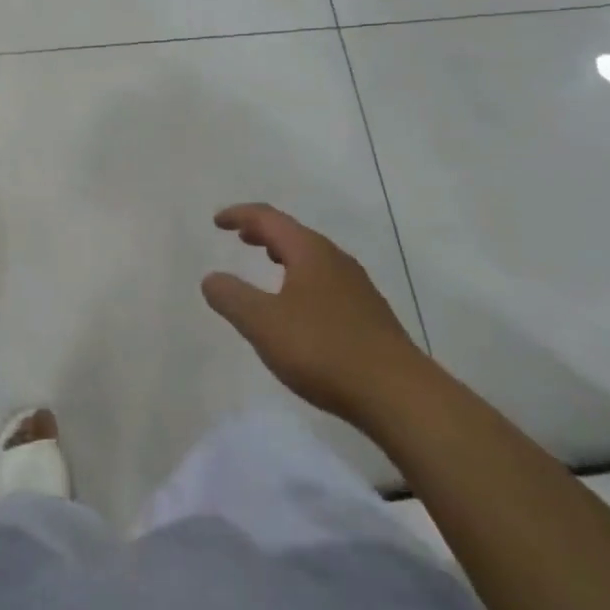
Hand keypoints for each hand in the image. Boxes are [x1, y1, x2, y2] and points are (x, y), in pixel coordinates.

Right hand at [203, 203, 421, 421]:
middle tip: (242, 237)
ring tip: (269, 264)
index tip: (217, 222)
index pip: (269, 219)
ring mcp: (357, 288)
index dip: (240, 215)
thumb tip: (211, 278)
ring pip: (314, 258)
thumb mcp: (264, 324)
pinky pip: (327, 282)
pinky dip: (303, 279)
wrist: (398, 394)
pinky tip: (300, 307)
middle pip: (295, 234)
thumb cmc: (323, 349)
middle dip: (265, 233)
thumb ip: (233, 298)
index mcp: (310, 252)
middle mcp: (336, 260)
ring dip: (286, 255)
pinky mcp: (369, 316)